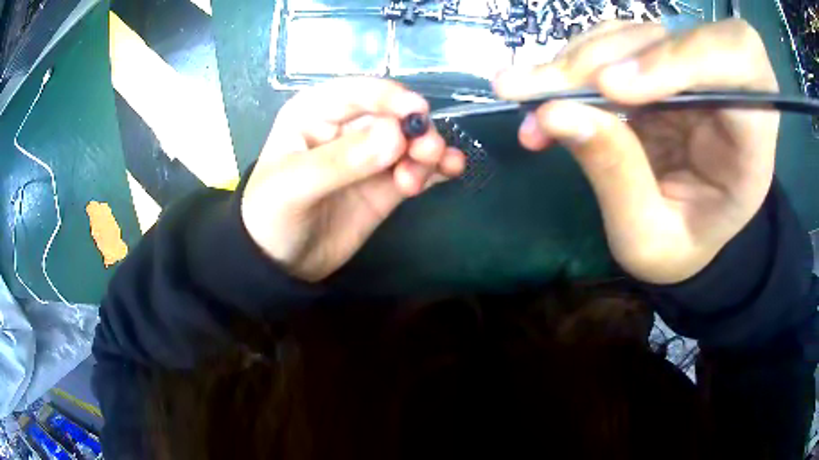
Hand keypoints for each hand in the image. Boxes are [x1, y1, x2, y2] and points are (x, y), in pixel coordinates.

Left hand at [242, 78, 464, 280]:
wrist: (280, 264)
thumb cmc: (270, 216)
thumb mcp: (295, 185)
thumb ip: (342, 161)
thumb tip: (396, 135)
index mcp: (314, 113)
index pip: (357, 93)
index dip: (389, 98)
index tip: (418, 113)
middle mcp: (345, 128)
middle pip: (392, 116)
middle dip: (415, 130)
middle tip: (428, 152)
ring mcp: (369, 156)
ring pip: (409, 142)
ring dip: (428, 150)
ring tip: (433, 170)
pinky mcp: (385, 184)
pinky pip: (416, 168)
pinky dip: (436, 168)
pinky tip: (451, 172)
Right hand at [494, 20, 779, 283]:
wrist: (685, 236)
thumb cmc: (680, 246)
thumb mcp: (648, 237)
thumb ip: (615, 176)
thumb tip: (554, 113)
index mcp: (751, 144)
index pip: (740, 63)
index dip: (683, 57)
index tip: (614, 89)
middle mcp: (726, 93)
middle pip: (679, 35)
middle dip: (611, 54)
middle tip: (546, 89)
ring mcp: (691, 72)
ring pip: (637, 32)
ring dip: (579, 58)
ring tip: (528, 94)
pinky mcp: (657, 65)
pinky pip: (614, 42)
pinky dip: (573, 62)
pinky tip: (544, 92)